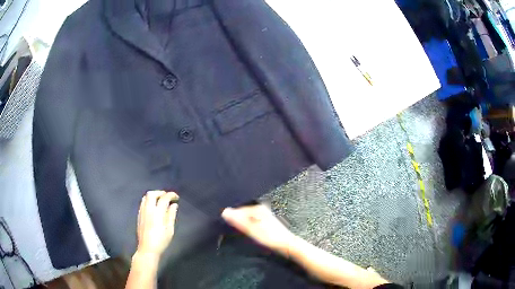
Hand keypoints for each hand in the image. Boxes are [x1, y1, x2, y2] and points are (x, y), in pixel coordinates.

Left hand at [136, 191, 178, 257]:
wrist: (147, 249)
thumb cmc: (161, 241)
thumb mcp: (170, 229)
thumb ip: (171, 215)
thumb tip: (173, 205)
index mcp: (157, 213)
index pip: (163, 198)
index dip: (171, 195)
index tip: (176, 197)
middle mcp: (148, 210)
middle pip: (152, 194)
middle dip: (160, 193)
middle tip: (167, 196)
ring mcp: (142, 212)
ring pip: (146, 197)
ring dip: (154, 195)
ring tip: (160, 200)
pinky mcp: (139, 216)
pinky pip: (143, 203)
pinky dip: (149, 200)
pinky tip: (153, 207)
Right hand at [222, 204, 296, 256]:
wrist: (287, 245)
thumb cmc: (270, 237)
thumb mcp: (252, 230)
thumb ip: (238, 221)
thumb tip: (224, 211)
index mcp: (258, 208)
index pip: (238, 210)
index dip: (231, 218)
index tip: (226, 226)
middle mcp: (261, 209)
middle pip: (243, 213)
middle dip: (237, 220)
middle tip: (232, 229)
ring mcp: (264, 215)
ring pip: (247, 218)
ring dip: (242, 223)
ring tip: (239, 231)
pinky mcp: (266, 222)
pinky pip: (252, 221)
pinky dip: (248, 226)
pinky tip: (248, 232)